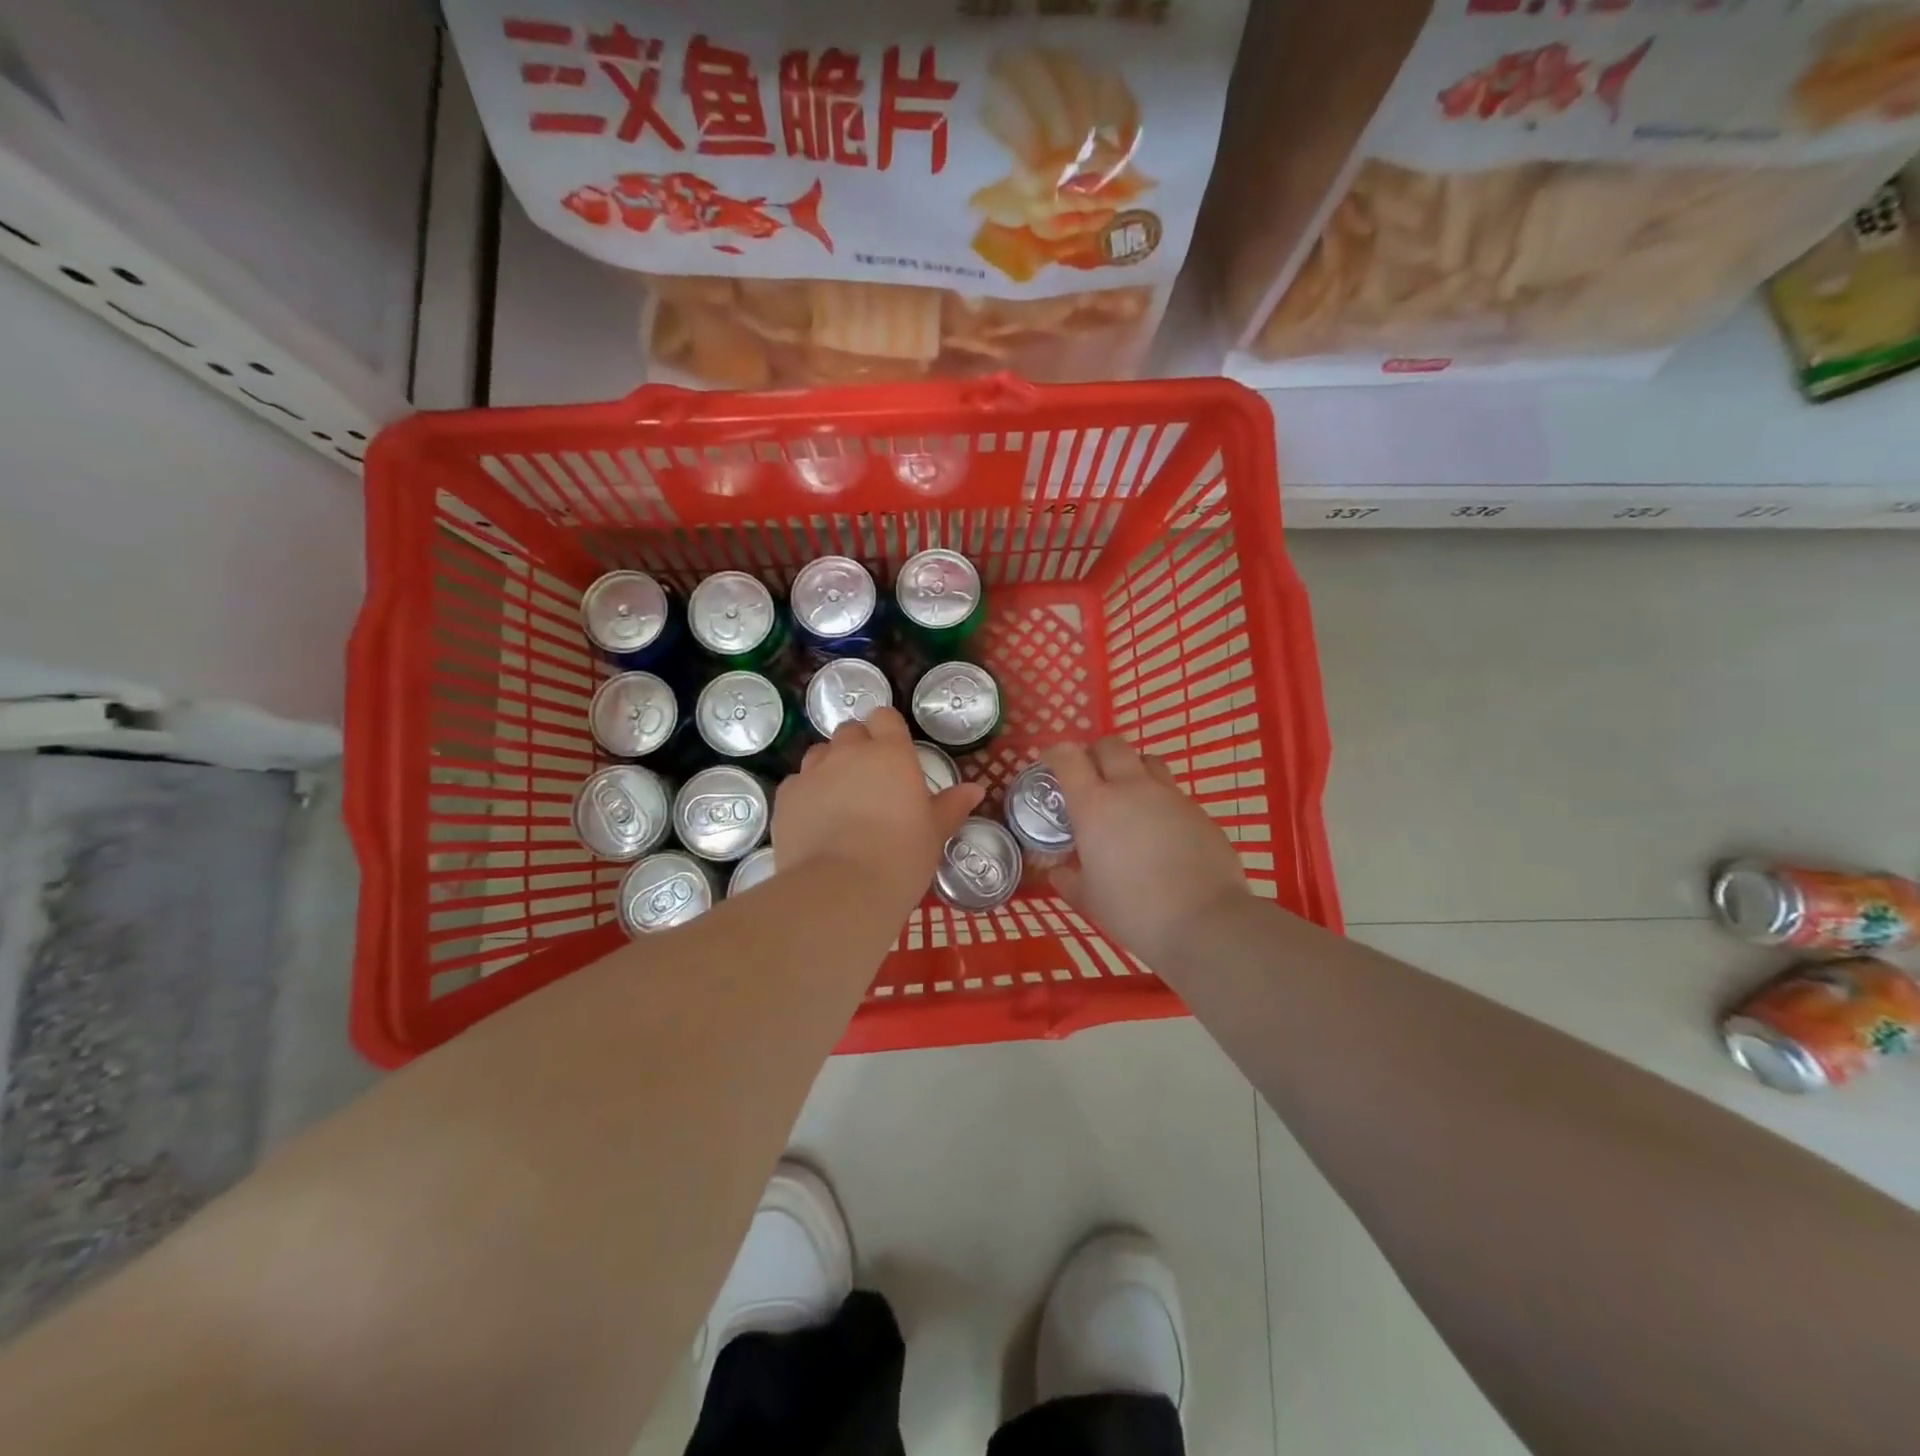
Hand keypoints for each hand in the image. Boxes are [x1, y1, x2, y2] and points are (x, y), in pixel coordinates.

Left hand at [773, 707, 982, 910]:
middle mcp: (849, 753)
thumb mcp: (934, 832)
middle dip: (858, 747)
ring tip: (840, 799)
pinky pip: (797, 783)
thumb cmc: (901, 857)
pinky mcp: (785, 797)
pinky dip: (807, 794)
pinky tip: (815, 821)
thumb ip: (951, 806)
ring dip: (830, 766)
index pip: (885, 717)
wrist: (841, 889)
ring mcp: (813, 772)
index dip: (887, 731)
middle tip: (870, 780)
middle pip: (850, 731)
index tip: (894, 755)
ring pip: (820, 754)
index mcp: (891, 753)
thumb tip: (975, 790)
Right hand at [1044, 738, 1248, 965]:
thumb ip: (1069, 880)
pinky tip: (1161, 831)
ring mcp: (1170, 796)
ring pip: (1148, 761)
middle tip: (1092, 776)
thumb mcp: (1089, 899)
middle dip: (1097, 753)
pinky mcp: (1199, 811)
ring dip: (1133, 769)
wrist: (1204, 922)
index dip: (1057, 754)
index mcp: (1095, 805)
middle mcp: (1131, 788)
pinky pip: (1174, 793)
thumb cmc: (1133, 910)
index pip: (1068, 759)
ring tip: (1129, 796)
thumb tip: (1058, 872)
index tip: (1052, 762)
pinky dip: (1160, 801)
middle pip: (1112, 745)